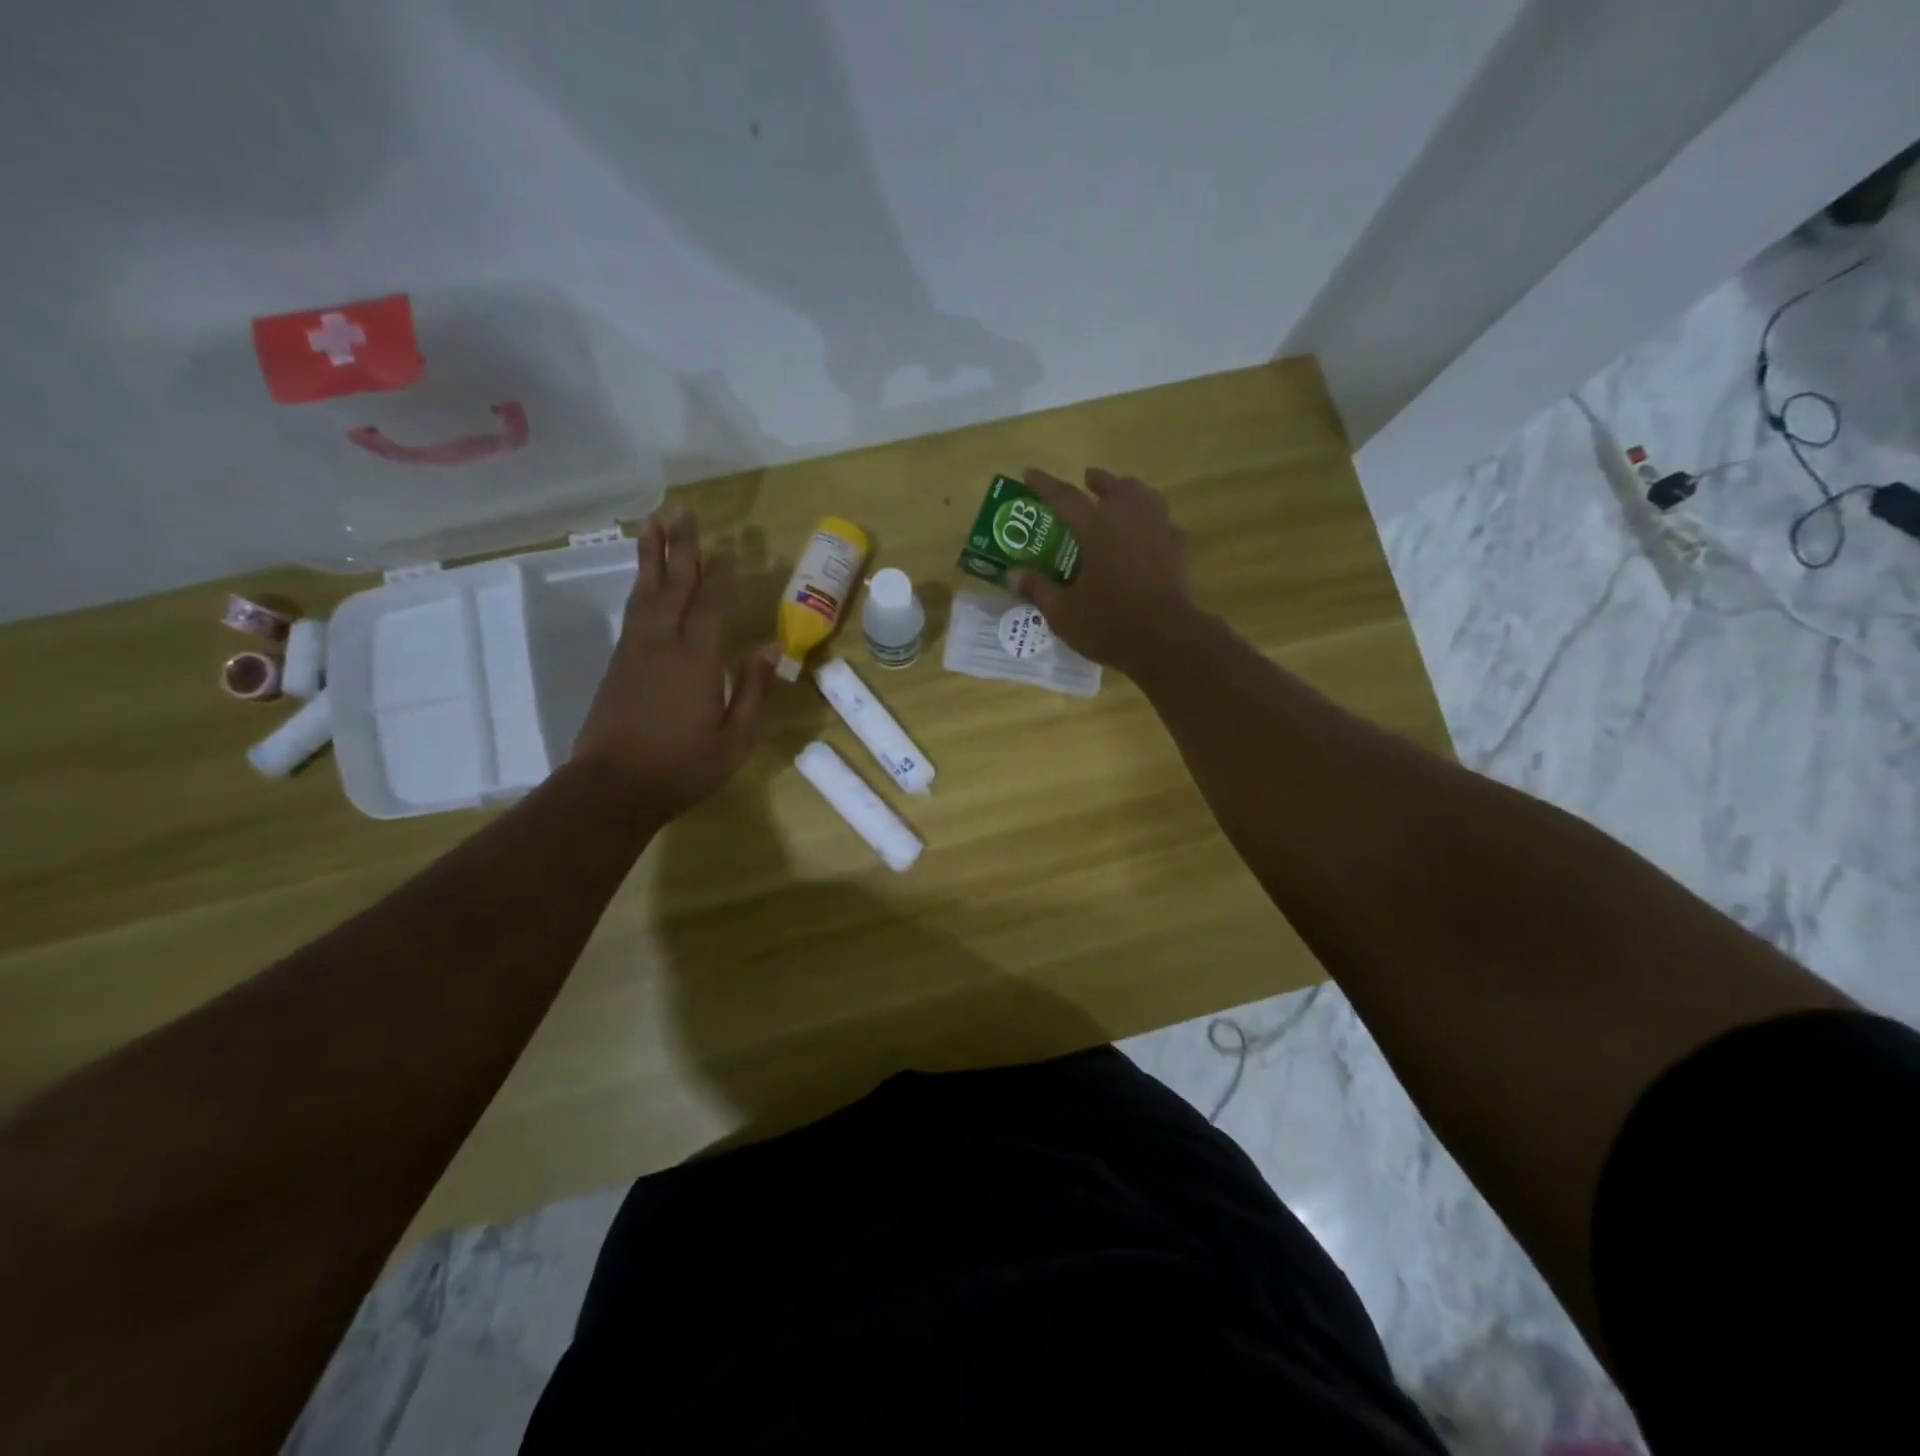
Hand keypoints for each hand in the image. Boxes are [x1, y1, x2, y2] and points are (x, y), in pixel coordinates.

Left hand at [571, 514, 777, 819]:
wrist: (611, 788)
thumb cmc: (683, 767)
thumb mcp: (734, 738)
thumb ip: (752, 690)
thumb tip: (768, 648)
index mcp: (696, 660)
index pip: (711, 604)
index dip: (721, 574)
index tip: (729, 545)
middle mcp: (662, 644)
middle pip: (673, 586)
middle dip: (682, 548)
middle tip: (684, 512)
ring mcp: (635, 651)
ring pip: (645, 592)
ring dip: (653, 557)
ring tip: (654, 524)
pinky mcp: (618, 664)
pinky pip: (633, 612)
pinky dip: (640, 587)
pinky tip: (644, 581)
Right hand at [1010, 467, 1197, 676]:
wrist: (1167, 641)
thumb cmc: (1109, 624)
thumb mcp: (1063, 613)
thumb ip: (1038, 589)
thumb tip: (1013, 575)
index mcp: (1097, 529)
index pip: (1065, 497)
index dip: (1045, 485)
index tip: (1029, 473)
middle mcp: (1129, 520)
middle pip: (1115, 487)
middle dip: (1098, 480)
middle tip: (1088, 479)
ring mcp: (1159, 532)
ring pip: (1145, 497)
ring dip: (1130, 492)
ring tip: (1121, 497)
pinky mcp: (1178, 551)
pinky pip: (1164, 524)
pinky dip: (1153, 521)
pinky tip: (1149, 532)